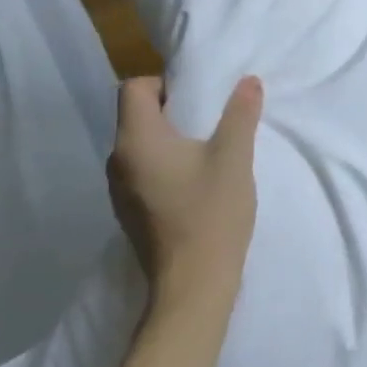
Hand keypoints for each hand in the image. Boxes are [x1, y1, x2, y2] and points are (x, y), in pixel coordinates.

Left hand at [106, 76, 262, 308]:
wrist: (194, 285)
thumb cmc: (211, 212)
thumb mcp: (234, 156)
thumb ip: (240, 114)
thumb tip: (248, 81)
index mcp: (136, 140)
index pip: (133, 88)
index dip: (164, 84)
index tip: (198, 98)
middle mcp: (117, 161)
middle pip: (135, 116)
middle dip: (171, 110)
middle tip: (211, 121)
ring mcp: (119, 191)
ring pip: (140, 146)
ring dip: (169, 140)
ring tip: (207, 152)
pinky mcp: (130, 213)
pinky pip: (142, 172)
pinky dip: (165, 166)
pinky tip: (196, 183)